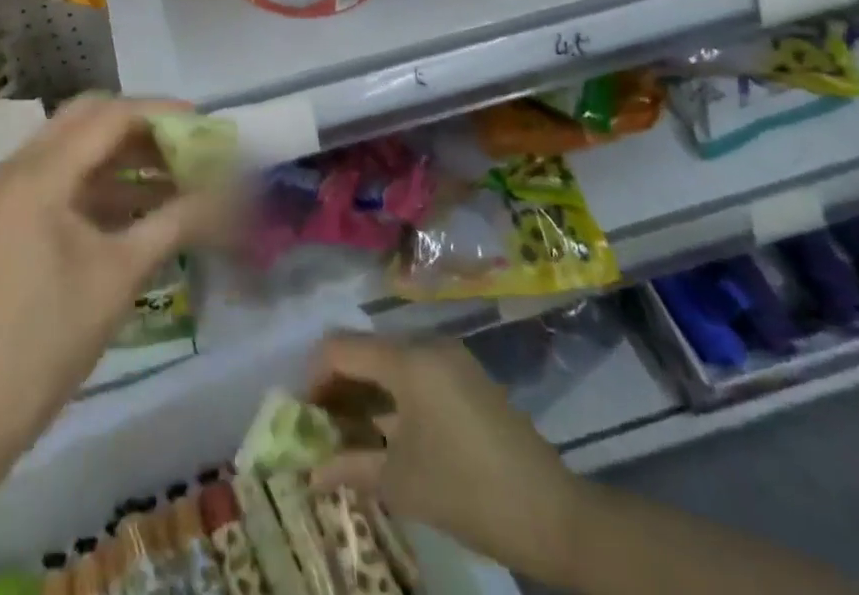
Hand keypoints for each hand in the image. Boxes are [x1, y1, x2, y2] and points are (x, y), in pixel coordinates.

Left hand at [0, 94, 233, 450]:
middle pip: (87, 118)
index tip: (202, 123)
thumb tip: (227, 192)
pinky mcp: (10, 212)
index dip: (159, 114)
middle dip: (139, 125)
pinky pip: (61, 174)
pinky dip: (101, 179)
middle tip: (184, 141)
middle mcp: (17, 166)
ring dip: (122, 152)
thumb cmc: (55, 336)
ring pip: (74, 144)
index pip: (108, 118)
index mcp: (39, 175)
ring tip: (174, 170)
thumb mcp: (123, 272)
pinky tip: (142, 199)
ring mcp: (8, 189)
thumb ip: (177, 219)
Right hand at [307, 333, 584, 586]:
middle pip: (365, 349)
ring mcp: (450, 357)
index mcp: (407, 360)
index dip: (315, 375)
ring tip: (352, 433)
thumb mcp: (402, 484)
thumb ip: (351, 466)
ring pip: (390, 359)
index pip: (341, 347)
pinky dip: (393, 393)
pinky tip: (389, 431)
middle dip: (339, 384)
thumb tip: (311, 470)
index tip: (304, 413)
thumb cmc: (468, 492)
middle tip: (323, 426)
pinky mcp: (467, 375)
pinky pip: (415, 370)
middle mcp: (426, 344)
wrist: (554, 514)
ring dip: (366, 390)